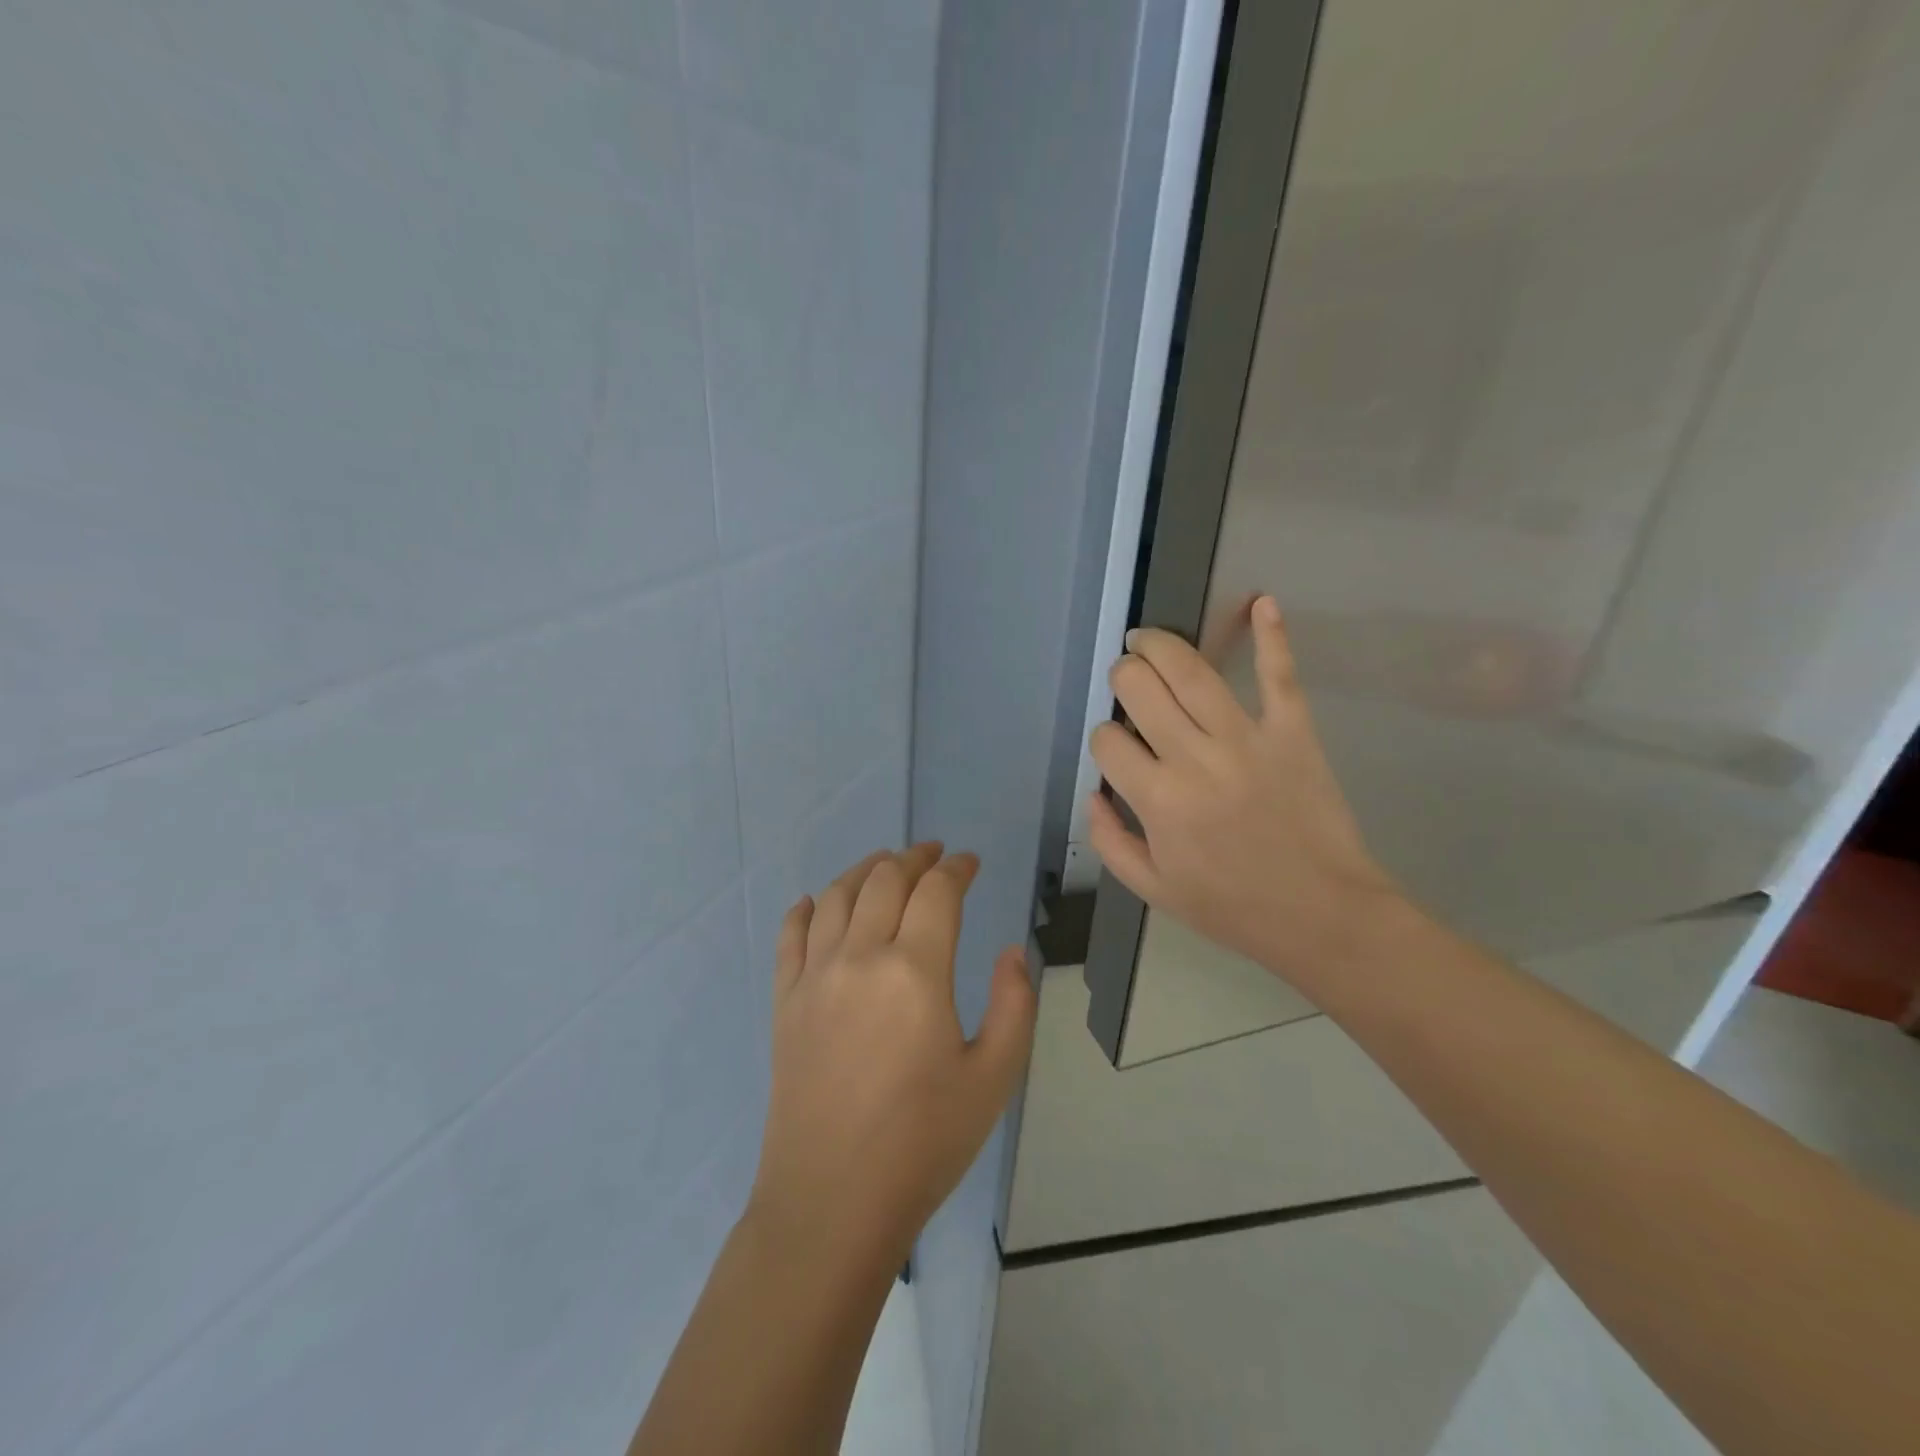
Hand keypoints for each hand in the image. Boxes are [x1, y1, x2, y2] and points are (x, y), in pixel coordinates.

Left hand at [747, 844, 1035, 1273]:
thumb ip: (1015, 1004)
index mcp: (915, 971)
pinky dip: (804, 908)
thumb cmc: (923, 1143)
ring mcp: (814, 977)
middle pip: (884, 881)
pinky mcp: (784, 1002)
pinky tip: (813, 901)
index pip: (937, 892)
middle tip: (933, 855)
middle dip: (914, 858)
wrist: (832, 1202)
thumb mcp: (994, 1078)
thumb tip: (1009, 951)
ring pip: (835, 896)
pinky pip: (790, 935)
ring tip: (884, 865)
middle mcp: (860, 957)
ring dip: (864, 870)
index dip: (957, 869)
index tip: (970, 864)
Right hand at [1088, 595, 1401, 989]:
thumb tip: (1094, 792)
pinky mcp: (1293, 731)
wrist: (1322, 915)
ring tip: (1146, 639)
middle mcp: (1194, 757)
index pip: (1107, 739)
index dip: (1104, 738)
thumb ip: (1109, 840)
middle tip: (1127, 682)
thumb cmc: (1232, 908)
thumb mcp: (1152, 889)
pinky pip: (1279, 675)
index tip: (1118, 750)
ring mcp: (1246, 738)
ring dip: (1160, 645)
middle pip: (1139, 688)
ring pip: (1191, 671)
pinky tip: (1262, 603)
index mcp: (1157, 799)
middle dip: (1123, 678)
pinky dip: (1272, 636)